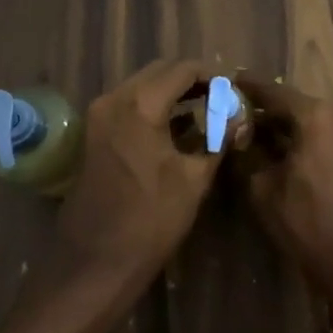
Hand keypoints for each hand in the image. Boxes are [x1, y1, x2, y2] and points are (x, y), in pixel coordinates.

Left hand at [56, 60, 220, 280]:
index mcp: (140, 104)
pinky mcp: (93, 134)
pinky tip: (177, 127)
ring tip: (205, 110)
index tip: (234, 88)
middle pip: (159, 72)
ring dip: (171, 93)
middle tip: (221, 97)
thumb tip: (239, 116)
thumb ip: (218, 137)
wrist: (96, 262)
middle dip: (191, 80)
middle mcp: (114, 99)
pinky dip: (153, 107)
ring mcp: (98, 116)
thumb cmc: (150, 220)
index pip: (183, 70)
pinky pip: (128, 105)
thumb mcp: (194, 178)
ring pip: (142, 86)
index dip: (212, 75)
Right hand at [236, 78, 332, 294]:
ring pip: (311, 121)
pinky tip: (280, 150)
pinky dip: (302, 138)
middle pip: (295, 104)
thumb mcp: (264, 189)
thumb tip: (236, 133)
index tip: (229, 80)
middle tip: (237, 111)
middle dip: (266, 109)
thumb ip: (247, 153)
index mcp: (316, 116)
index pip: (275, 92)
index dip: (249, 87)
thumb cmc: (307, 222)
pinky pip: (325, 135)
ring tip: (254, 132)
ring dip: (284, 125)